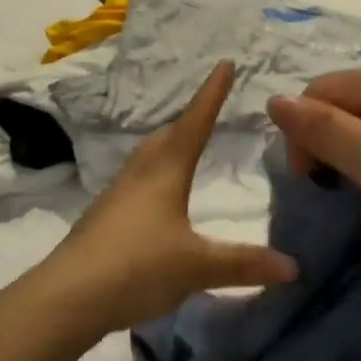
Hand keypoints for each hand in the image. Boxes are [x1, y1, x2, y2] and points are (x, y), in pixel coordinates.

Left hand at [35, 61, 298, 340]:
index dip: (212, 95)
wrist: (67, 297)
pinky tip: (156, 203)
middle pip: (165, 138)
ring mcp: (115, 197)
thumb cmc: (137, 267)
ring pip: (145, 160)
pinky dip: (152, 179)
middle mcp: (137, 175)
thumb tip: (293, 266)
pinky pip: (134, 185)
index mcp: (164, 172)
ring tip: (183, 153)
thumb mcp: (197, 267)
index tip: (224, 63)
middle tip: (207, 113)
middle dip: (188, 122)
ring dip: (166, 150)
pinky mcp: (102, 221)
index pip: (194, 123)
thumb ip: (244, 264)